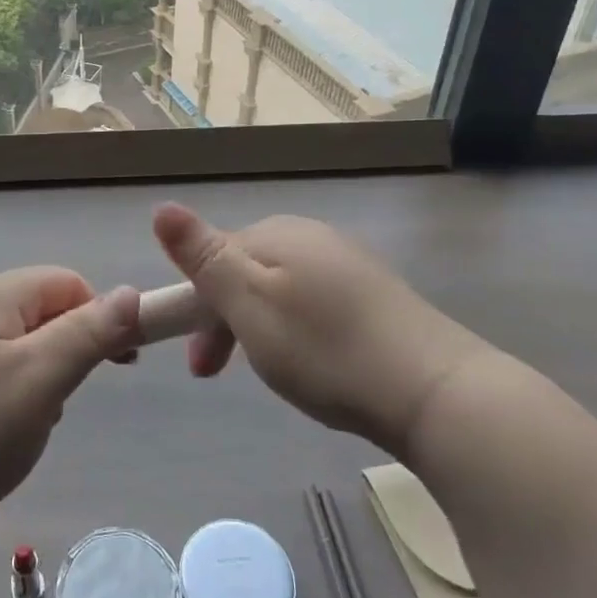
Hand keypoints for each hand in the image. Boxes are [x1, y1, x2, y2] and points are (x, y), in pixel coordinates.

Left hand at [0, 269, 140, 567]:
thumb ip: (90, 333)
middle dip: (67, 356)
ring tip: (23, 429)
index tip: (118, 366)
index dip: (102, 317)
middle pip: (46, 313)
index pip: (70, 283)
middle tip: (58, 405)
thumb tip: (132, 292)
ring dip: (40, 385)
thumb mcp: (40, 380)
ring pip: (22, 349)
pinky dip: (9, 402)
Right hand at [152, 203, 490, 451]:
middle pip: (247, 271)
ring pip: (280, 290)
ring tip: (268, 373)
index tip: (197, 361)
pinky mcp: (375, 296)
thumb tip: (161, 207)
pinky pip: (315, 304)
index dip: (195, 304)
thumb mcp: (249, 304)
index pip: (215, 254)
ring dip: (257, 329)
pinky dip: (296, 332)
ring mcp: (348, 264)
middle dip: (223, 320)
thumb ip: (204, 257)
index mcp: (278, 233)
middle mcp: (313, 237)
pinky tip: (312, 363)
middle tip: (215, 375)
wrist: (434, 391)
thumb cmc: (325, 348)